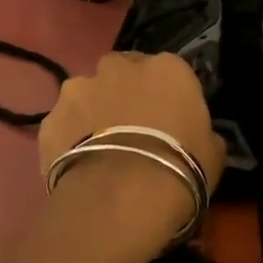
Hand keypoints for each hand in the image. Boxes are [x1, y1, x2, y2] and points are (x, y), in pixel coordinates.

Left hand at [38, 52, 226, 247]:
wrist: (122, 196)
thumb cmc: (180, 168)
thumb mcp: (213, 152)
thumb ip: (201, 131)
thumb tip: (196, 134)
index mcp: (166, 68)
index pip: (168, 71)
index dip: (166, 96)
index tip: (167, 120)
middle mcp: (118, 67)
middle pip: (122, 73)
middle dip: (124, 94)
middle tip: (130, 129)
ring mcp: (77, 89)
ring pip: (86, 94)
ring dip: (92, 112)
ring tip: (99, 149)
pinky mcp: (50, 118)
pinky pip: (63, 125)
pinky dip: (68, 139)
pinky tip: (76, 165)